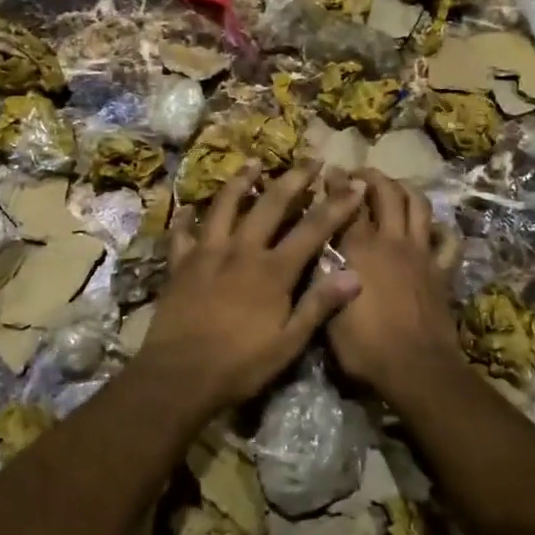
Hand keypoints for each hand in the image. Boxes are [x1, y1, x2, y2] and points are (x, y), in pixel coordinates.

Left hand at [138, 162, 365, 411]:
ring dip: (241, 182)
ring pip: (225, 206)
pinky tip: (188, 208)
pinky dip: (186, 218)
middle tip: (310, 159)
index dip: (336, 206)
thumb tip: (355, 275)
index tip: (353, 185)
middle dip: (294, 180)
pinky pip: (182, 233)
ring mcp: (207, 253)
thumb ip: (318, 305)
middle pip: (270, 205)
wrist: (179, 374)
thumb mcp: (288, 343)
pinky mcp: (180, 264)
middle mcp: (241, 250)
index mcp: (273, 270)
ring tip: (253, 163)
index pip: (312, 229)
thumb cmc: (240, 364)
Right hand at [325, 171, 463, 395]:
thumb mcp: (326, 312)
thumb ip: (321, 275)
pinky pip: (448, 240)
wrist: (416, 368)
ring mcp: (421, 253)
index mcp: (359, 249)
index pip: (346, 203)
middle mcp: (391, 241)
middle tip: (360, 174)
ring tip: (394, 187)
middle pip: (386, 193)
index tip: (330, 171)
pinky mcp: (442, 270)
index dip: (338, 183)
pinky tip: (431, 227)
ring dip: (405, 189)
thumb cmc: (364, 345)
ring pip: (418, 205)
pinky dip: (440, 228)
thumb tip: (315, 248)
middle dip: (373, 176)